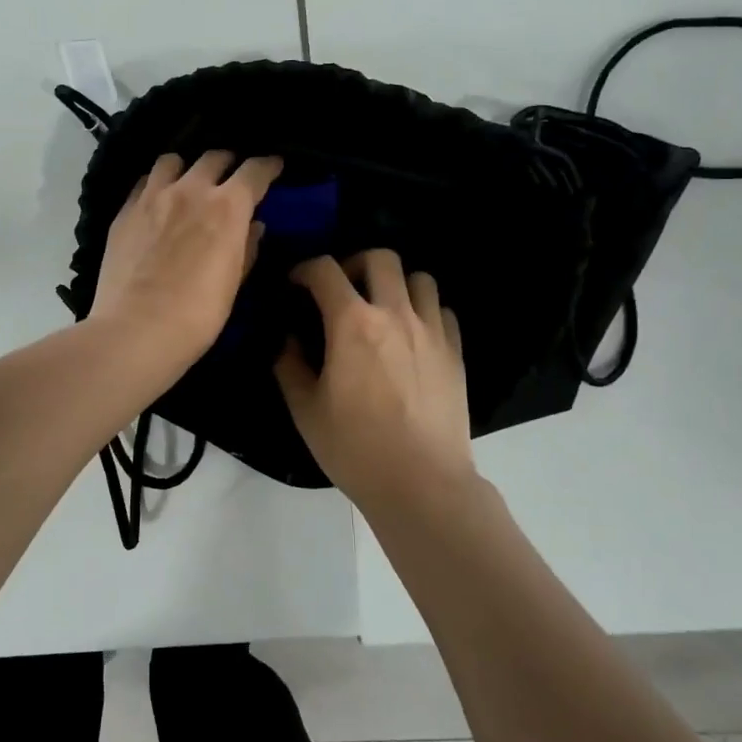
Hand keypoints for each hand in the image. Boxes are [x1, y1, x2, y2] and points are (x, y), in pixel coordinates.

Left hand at [90, 151, 283, 369]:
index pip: (255, 170)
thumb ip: (247, 248)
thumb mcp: (233, 283)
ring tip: (189, 182)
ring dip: (188, 167)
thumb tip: (253, 226)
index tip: (274, 166)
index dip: (269, 165)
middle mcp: (191, 190)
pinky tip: (158, 200)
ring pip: (173, 160)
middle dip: (229, 163)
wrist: (136, 330)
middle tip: (232, 178)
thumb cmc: (198, 315)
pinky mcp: (124, 211)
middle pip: (214, 157)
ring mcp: (153, 196)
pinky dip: (157, 184)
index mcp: (227, 207)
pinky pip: (145, 182)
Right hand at [275, 250, 475, 509]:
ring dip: (396, 284)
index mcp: (352, 323)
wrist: (422, 484)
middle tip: (343, 290)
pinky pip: (443, 311)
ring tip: (382, 308)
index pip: (325, 271)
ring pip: (420, 278)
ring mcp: (432, 331)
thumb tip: (287, 339)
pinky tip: (412, 336)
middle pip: (381, 258)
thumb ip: (289, 365)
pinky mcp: (455, 352)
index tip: (296, 283)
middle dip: (355, 263)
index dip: (305, 269)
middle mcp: (395, 314)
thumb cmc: (355, 448)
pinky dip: (425, 312)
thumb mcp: (305, 409)